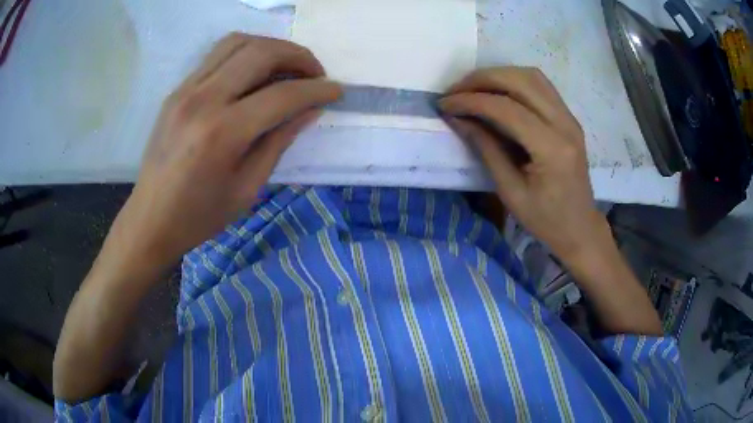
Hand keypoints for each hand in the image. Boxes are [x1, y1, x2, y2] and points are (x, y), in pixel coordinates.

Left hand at [117, 33, 341, 264]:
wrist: (150, 219)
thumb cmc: (199, 216)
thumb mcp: (247, 189)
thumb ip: (279, 142)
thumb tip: (309, 111)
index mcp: (222, 133)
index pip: (282, 95)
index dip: (317, 90)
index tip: (336, 91)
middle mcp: (203, 100)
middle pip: (261, 53)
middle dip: (299, 56)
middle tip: (315, 73)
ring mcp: (186, 89)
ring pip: (238, 42)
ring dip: (272, 47)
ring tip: (288, 66)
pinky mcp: (177, 89)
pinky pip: (217, 54)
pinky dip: (246, 53)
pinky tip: (256, 71)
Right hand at [440, 67, 661, 334]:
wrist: (580, 227)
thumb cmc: (545, 221)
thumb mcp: (510, 192)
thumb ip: (486, 149)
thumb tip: (458, 118)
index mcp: (552, 149)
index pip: (507, 109)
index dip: (471, 101)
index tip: (444, 104)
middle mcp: (565, 124)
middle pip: (521, 81)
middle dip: (482, 79)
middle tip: (455, 91)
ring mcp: (570, 118)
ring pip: (532, 76)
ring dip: (498, 75)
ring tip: (472, 88)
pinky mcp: (568, 118)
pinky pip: (540, 85)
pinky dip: (514, 81)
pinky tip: (497, 92)